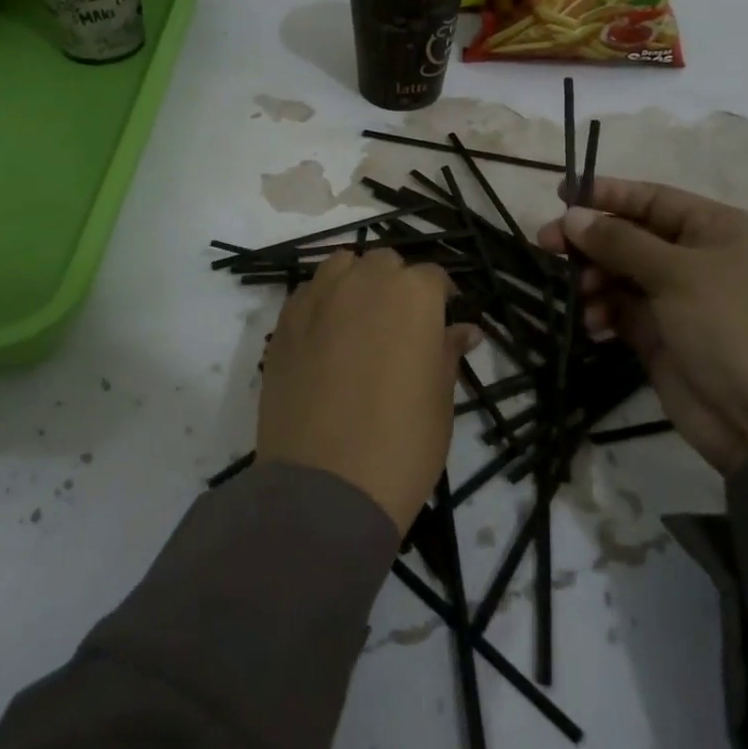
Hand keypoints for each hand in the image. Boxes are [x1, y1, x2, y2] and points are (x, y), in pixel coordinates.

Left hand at [256, 250, 480, 533]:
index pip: (433, 277)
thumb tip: (464, 330)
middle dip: (396, 285)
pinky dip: (322, 304)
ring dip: (355, 283)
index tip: (440, 324)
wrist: (326, 485)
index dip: (439, 299)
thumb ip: (448, 351)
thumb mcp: (441, 398)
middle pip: (384, 263)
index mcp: (413, 293)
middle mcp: (364, 281)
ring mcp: (318, 298)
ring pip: (341, 267)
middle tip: (400, 328)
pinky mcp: (283, 322)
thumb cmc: (403, 443)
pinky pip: (308, 295)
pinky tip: (326, 340)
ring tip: (360, 323)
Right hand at [537, 179, 747, 475]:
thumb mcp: (677, 274)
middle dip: (590, 240)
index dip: (607, 194)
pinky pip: (620, 311)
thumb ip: (620, 242)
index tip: (562, 194)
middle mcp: (697, 259)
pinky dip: (603, 312)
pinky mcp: (660, 336)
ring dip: (594, 279)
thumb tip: (572, 216)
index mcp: (716, 230)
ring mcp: (678, 300)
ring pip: (620, 275)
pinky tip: (594, 323)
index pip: (653, 199)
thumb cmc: (732, 325)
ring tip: (582, 295)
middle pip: (630, 236)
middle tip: (546, 244)